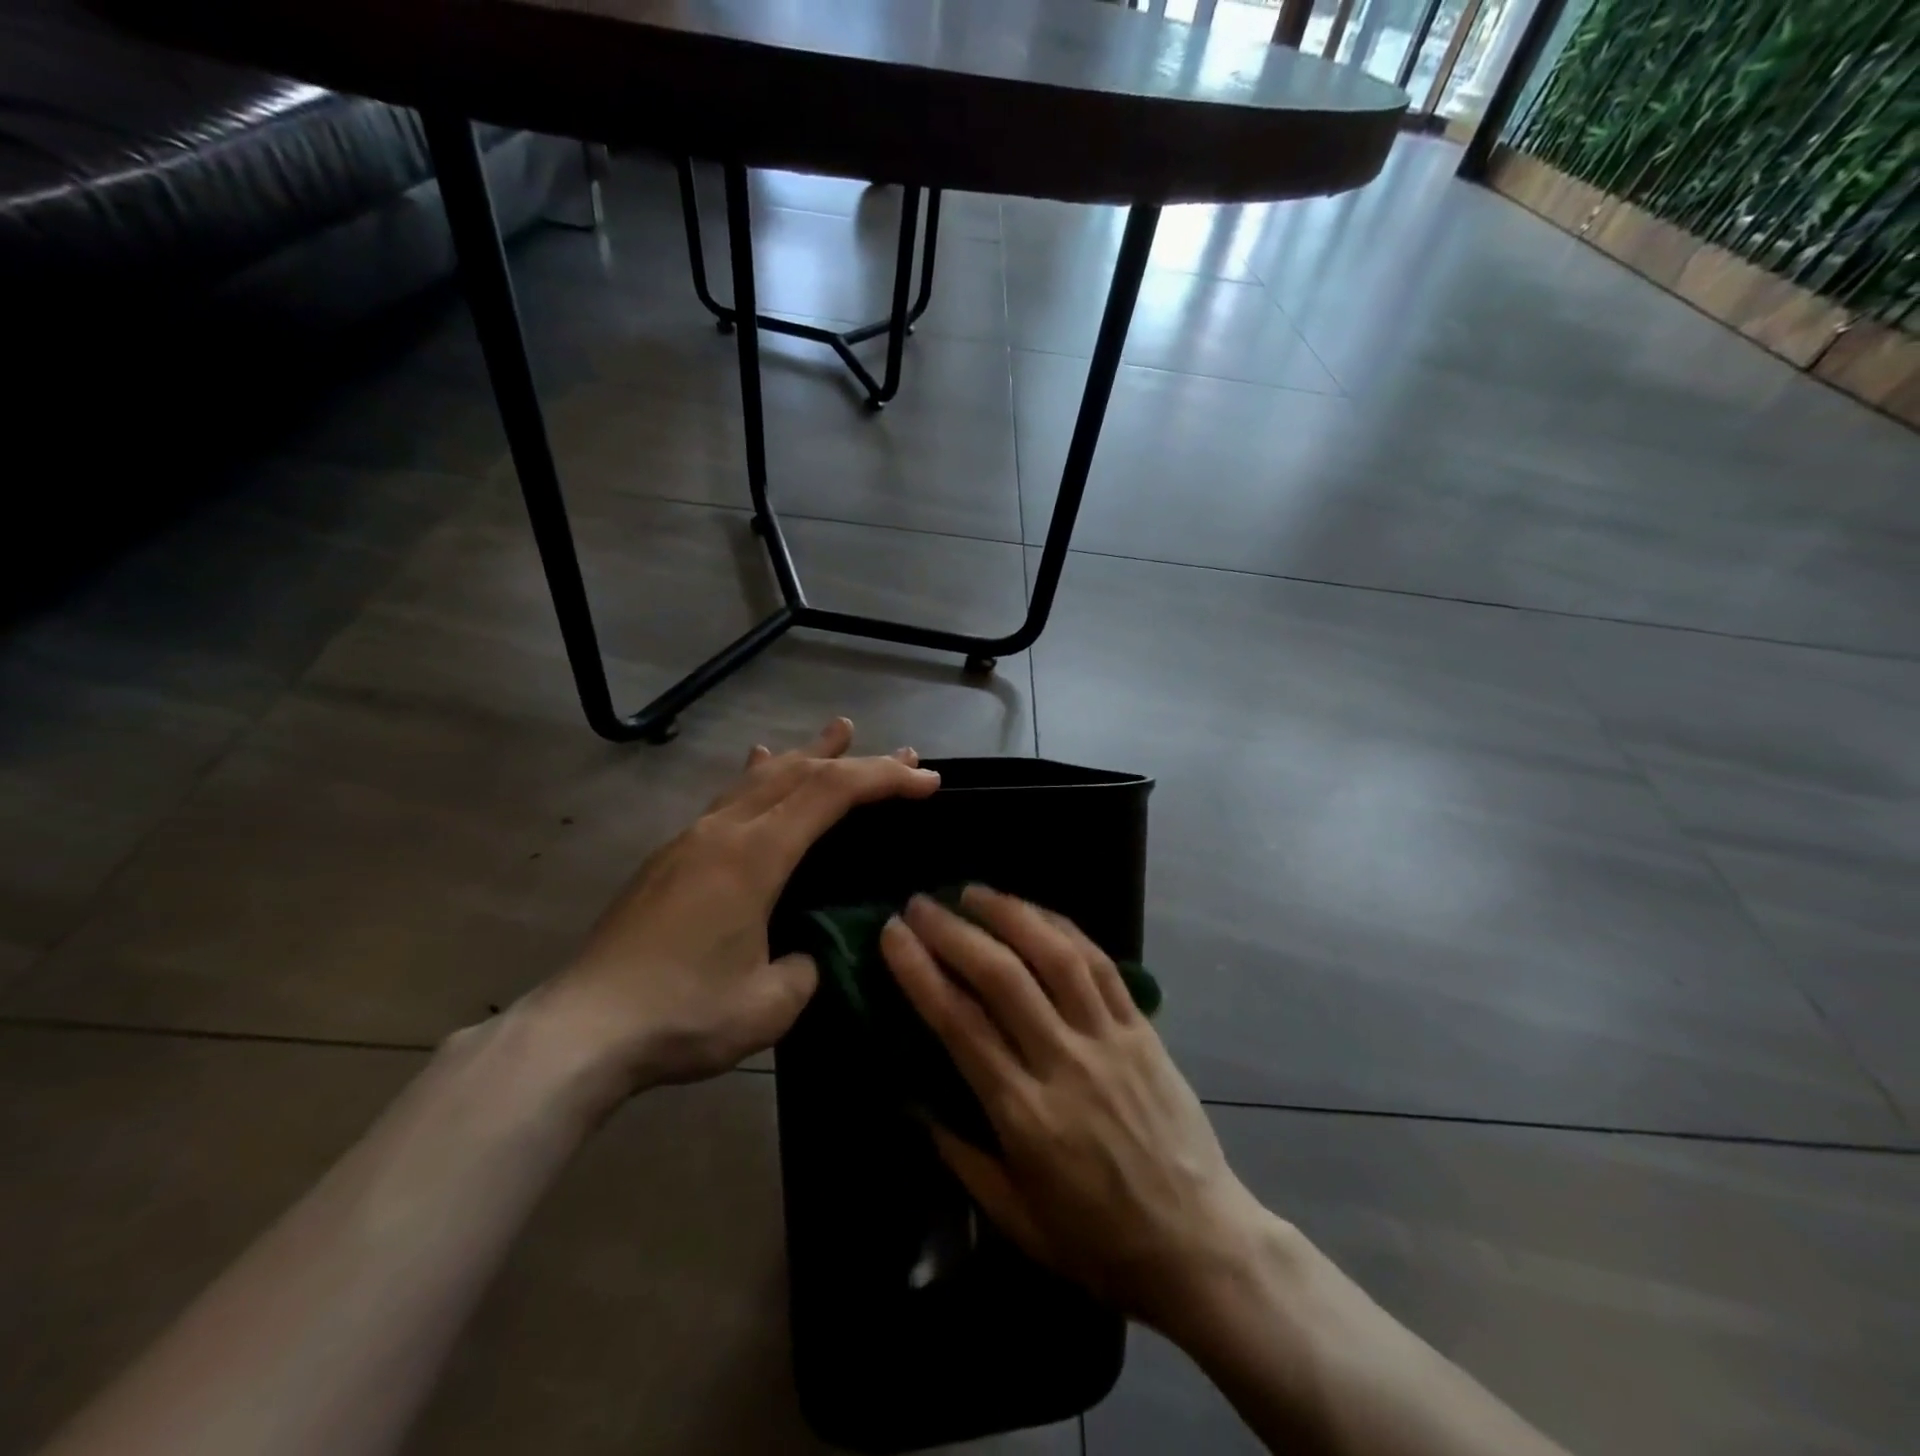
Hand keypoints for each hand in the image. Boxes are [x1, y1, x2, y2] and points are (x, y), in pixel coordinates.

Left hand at [530, 718, 938, 1110]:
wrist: (580, 1031)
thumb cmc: (682, 1016)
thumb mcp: (769, 1005)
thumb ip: (806, 967)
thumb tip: (806, 950)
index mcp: (754, 855)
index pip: (831, 794)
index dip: (884, 779)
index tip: (927, 780)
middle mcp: (723, 831)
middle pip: (799, 773)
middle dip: (855, 760)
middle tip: (901, 755)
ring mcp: (691, 839)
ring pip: (760, 778)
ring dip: (807, 755)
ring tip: (837, 731)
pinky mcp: (671, 857)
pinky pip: (729, 798)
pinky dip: (761, 777)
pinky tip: (759, 767)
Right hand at [881, 887, 1272, 1332]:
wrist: (1199, 1244)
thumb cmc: (1098, 1241)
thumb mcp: (1015, 1218)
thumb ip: (961, 1154)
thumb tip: (914, 1099)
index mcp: (1025, 1114)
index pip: (960, 1023)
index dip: (920, 971)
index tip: (892, 935)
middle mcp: (1064, 1062)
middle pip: (1001, 977)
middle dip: (953, 931)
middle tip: (920, 905)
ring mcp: (1109, 1038)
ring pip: (1055, 956)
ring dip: (1009, 914)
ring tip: (972, 892)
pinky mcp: (1142, 1028)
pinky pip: (1101, 964)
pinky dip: (1064, 929)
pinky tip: (1036, 913)